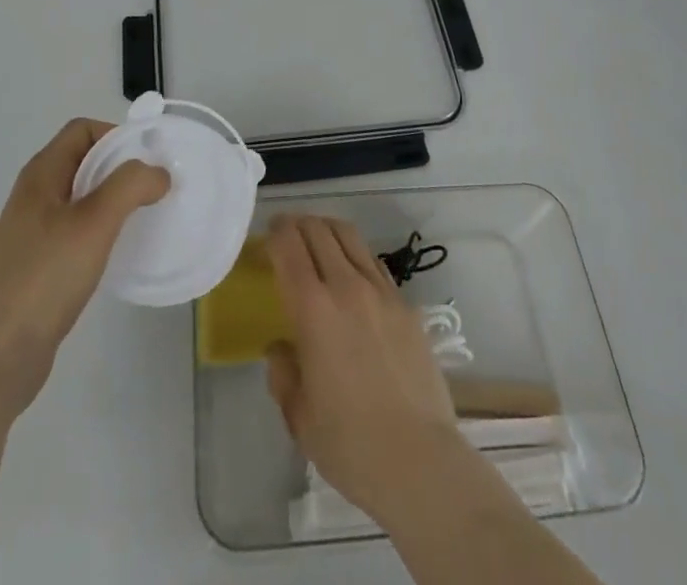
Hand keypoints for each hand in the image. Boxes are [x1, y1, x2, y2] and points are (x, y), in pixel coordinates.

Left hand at [0, 119, 167, 414]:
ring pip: (82, 196)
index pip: (82, 130)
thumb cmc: (45, 277)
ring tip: (143, 219)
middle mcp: (35, 194)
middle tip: (155, 189)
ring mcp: (34, 230)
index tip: (148, 161)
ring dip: (114, 200)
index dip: (116, 136)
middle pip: (84, 160)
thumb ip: (129, 186)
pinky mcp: (39, 262)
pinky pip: (77, 228)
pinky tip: (117, 252)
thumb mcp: (94, 223)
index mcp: (41, 174)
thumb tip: (158, 172)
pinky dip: (102, 229)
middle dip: (121, 167)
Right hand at [264, 214, 462, 524]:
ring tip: (317, 242)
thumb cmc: (350, 444)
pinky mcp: (406, 305)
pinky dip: (355, 255)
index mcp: (313, 309)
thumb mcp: (299, 416)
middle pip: (318, 230)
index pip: (288, 246)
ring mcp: (381, 292)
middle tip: (286, 235)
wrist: (420, 461)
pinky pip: (374, 263)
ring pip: (350, 236)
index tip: (266, 237)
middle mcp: (346, 286)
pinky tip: (352, 276)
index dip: (274, 233)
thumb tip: (281, 348)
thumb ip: (283, 373)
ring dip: (327, 230)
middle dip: (298, 225)